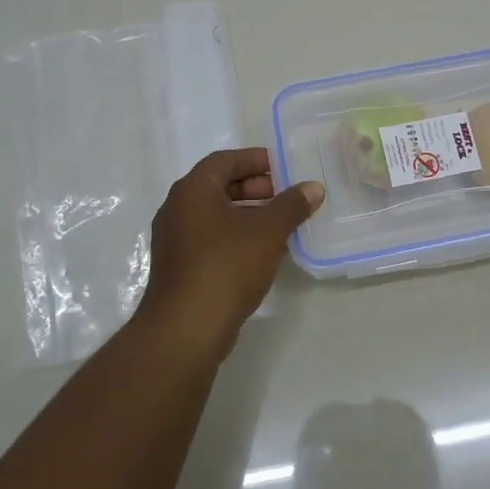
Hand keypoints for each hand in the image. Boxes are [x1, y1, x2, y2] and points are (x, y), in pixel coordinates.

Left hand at [139, 148, 323, 351]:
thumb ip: (292, 205)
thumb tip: (314, 187)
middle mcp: (177, 209)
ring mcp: (176, 240)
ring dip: (249, 214)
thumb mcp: (268, 231)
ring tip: (282, 225)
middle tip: (286, 196)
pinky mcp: (180, 267)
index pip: (225, 160)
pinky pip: (212, 239)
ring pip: (216, 215)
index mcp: (193, 190)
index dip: (256, 160)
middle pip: (219, 186)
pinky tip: (263, 252)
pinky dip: (237, 236)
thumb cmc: (226, 266)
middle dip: (255, 188)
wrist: (186, 328)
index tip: (284, 168)